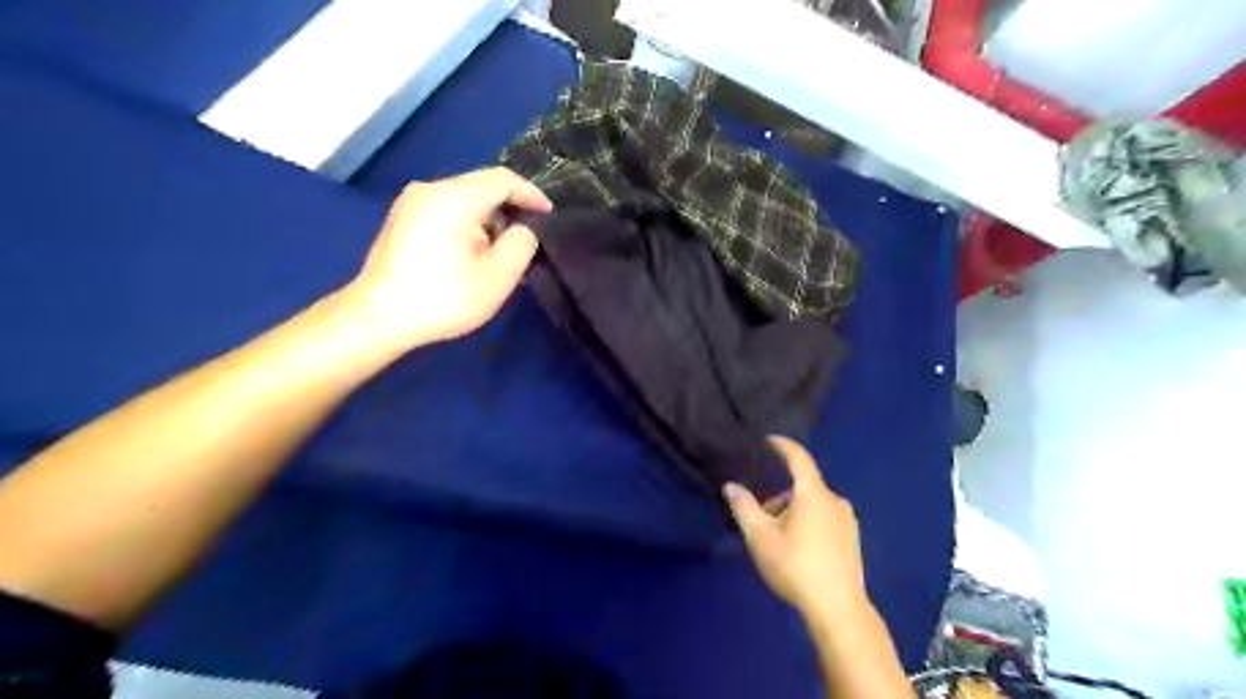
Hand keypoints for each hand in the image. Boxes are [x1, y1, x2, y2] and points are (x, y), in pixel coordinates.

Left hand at [343, 163, 552, 349]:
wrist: (379, 317)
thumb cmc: (444, 298)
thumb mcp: (498, 276)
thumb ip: (521, 243)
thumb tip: (522, 227)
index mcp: (454, 197)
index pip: (503, 179)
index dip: (531, 194)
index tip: (549, 215)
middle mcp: (430, 189)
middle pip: (481, 186)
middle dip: (509, 209)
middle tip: (526, 239)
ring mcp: (411, 202)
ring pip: (463, 199)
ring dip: (488, 219)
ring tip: (500, 252)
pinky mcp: (401, 219)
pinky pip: (445, 209)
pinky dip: (467, 224)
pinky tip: (471, 254)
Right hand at [727, 436, 869, 620]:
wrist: (838, 610)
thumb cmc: (795, 567)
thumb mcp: (760, 537)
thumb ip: (744, 507)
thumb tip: (730, 486)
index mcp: (813, 493)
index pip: (798, 457)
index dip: (782, 445)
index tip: (767, 440)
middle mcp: (834, 500)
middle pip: (801, 487)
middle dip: (778, 497)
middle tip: (760, 520)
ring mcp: (847, 520)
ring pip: (812, 504)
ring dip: (792, 512)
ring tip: (776, 541)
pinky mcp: (852, 539)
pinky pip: (824, 518)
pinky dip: (807, 522)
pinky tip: (798, 550)